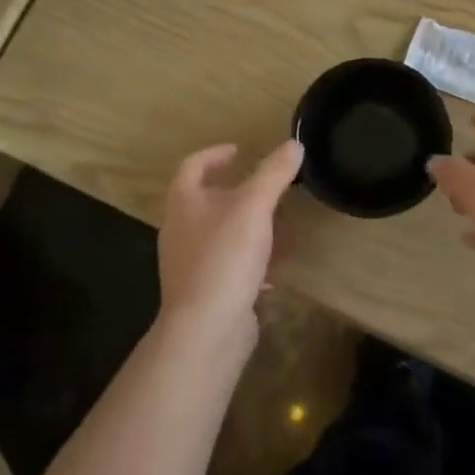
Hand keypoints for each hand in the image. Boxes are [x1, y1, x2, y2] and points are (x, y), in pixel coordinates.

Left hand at [158, 139, 302, 344]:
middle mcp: (181, 230)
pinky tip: (276, 267)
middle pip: (207, 201)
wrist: (206, 329)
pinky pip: (230, 265)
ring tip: (281, 226)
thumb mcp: (254, 207)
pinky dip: (252, 260)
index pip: (193, 166)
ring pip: (222, 234)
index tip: (240, 150)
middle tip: (269, 188)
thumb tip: (293, 145)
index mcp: (184, 203)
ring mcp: (191, 263)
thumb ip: (274, 174)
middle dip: (240, 193)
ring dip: (250, 227)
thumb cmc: (224, 257)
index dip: (215, 154)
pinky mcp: (207, 291)